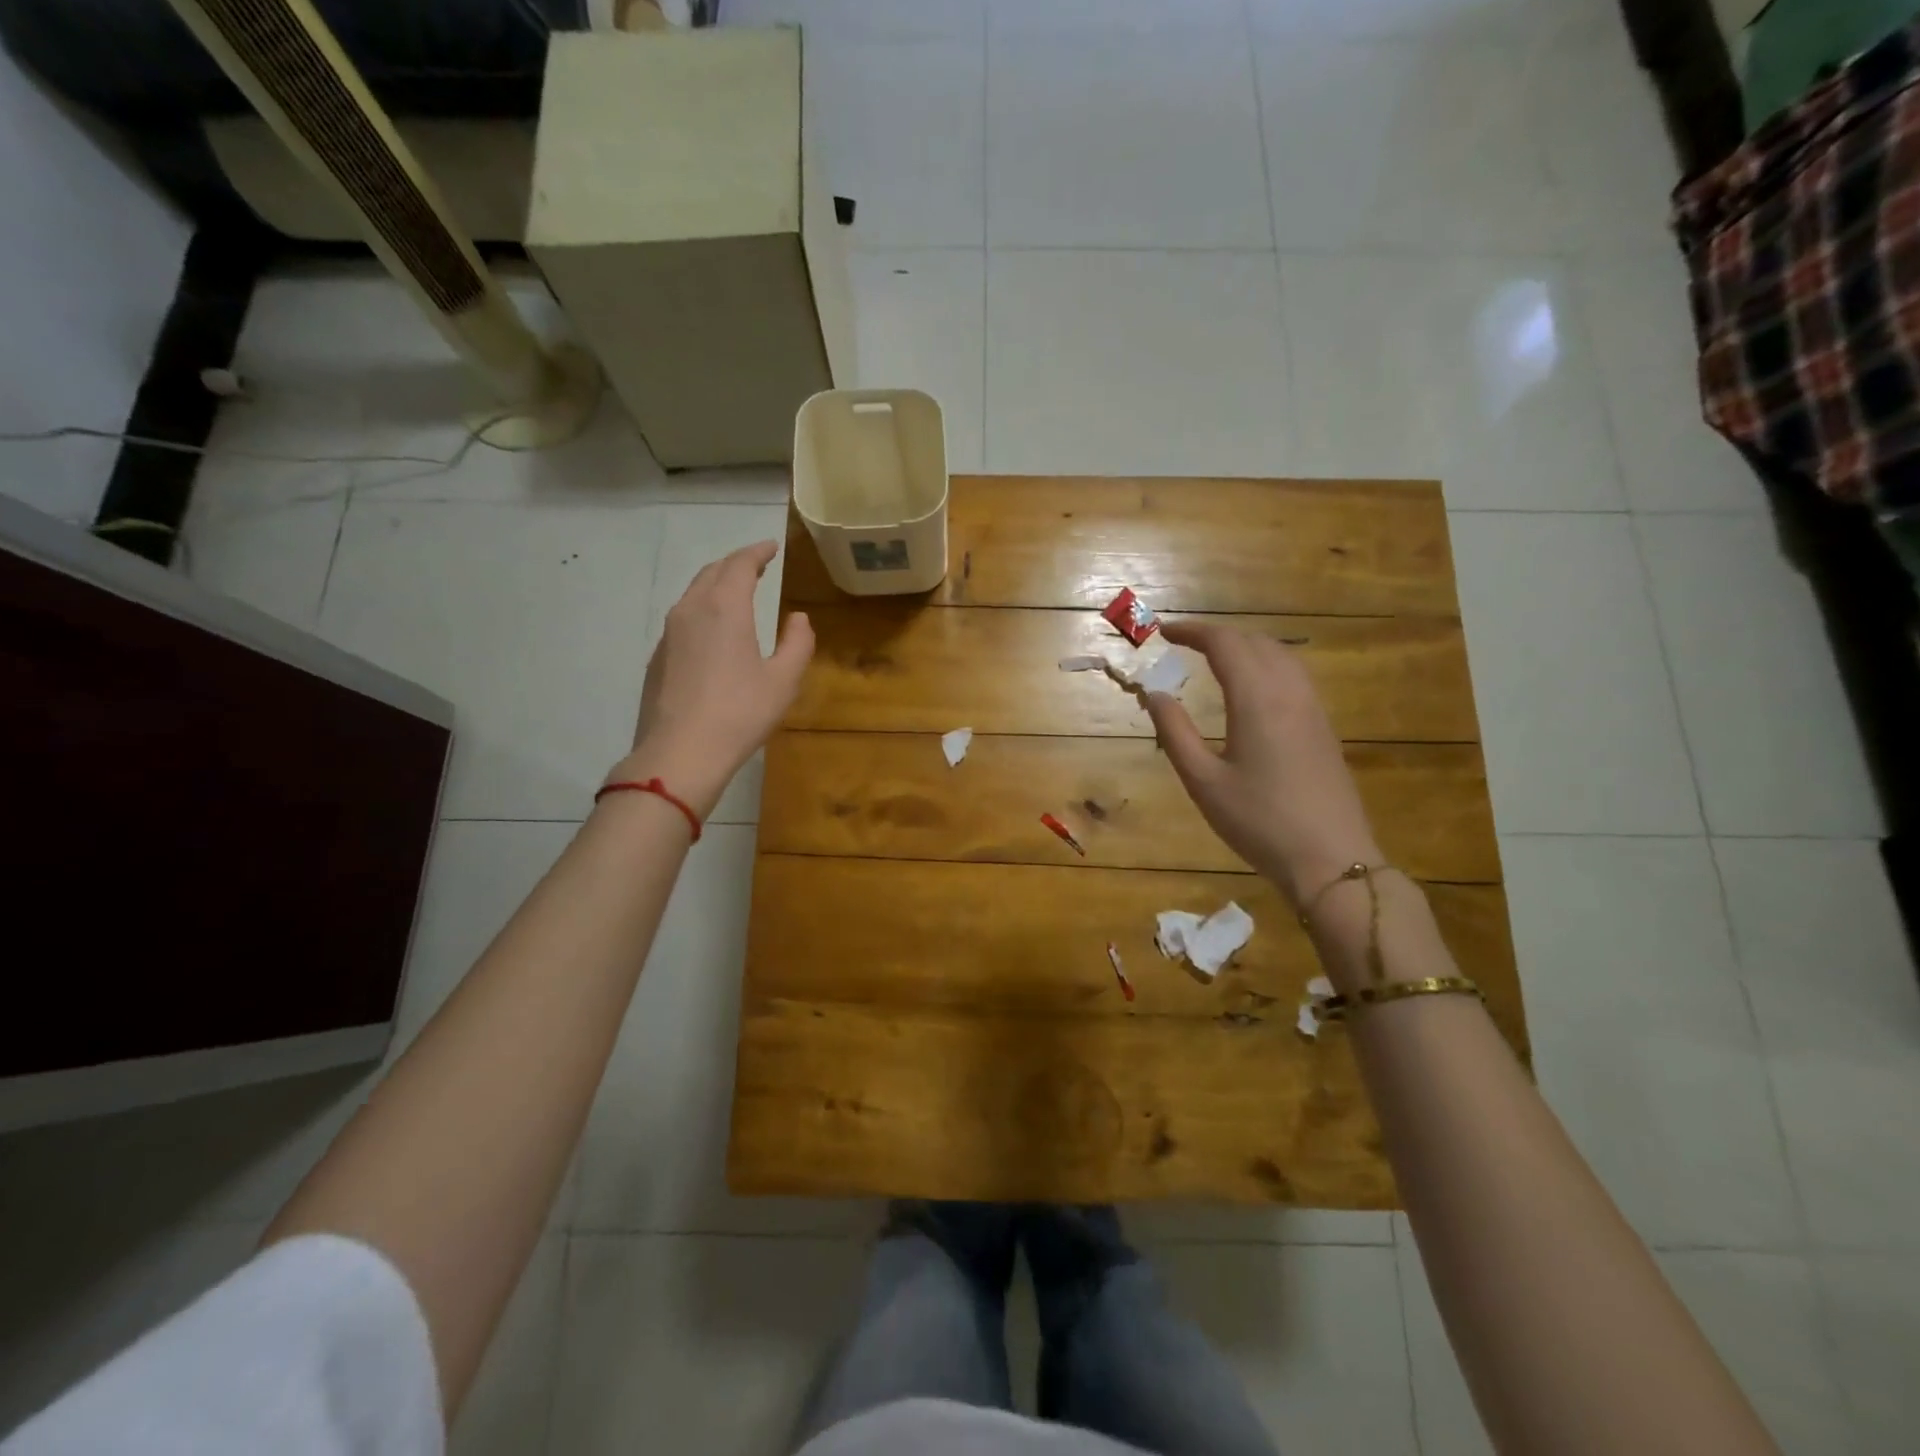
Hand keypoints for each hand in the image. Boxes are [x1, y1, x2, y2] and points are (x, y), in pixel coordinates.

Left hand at [604, 541, 813, 816]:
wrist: (680, 753)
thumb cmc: (740, 714)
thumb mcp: (783, 681)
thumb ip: (797, 643)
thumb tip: (798, 618)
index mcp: (725, 608)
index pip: (740, 564)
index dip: (757, 552)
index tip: (772, 547)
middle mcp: (692, 609)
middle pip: (712, 572)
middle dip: (736, 564)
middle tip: (756, 565)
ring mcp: (669, 633)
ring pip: (693, 593)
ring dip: (716, 584)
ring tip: (736, 591)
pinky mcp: (658, 656)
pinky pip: (683, 617)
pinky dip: (702, 609)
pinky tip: (713, 629)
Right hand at [1144, 620, 1380, 906]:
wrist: (1331, 860)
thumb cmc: (1259, 822)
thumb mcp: (1203, 781)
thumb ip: (1175, 733)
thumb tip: (1155, 694)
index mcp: (1257, 699)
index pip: (1225, 644)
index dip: (1193, 631)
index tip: (1164, 632)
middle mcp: (1290, 692)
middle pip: (1256, 642)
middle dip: (1218, 635)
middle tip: (1184, 644)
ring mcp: (1313, 709)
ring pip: (1281, 655)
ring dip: (1246, 647)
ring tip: (1215, 659)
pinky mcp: (1324, 727)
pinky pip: (1295, 675)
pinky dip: (1266, 664)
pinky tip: (1252, 688)